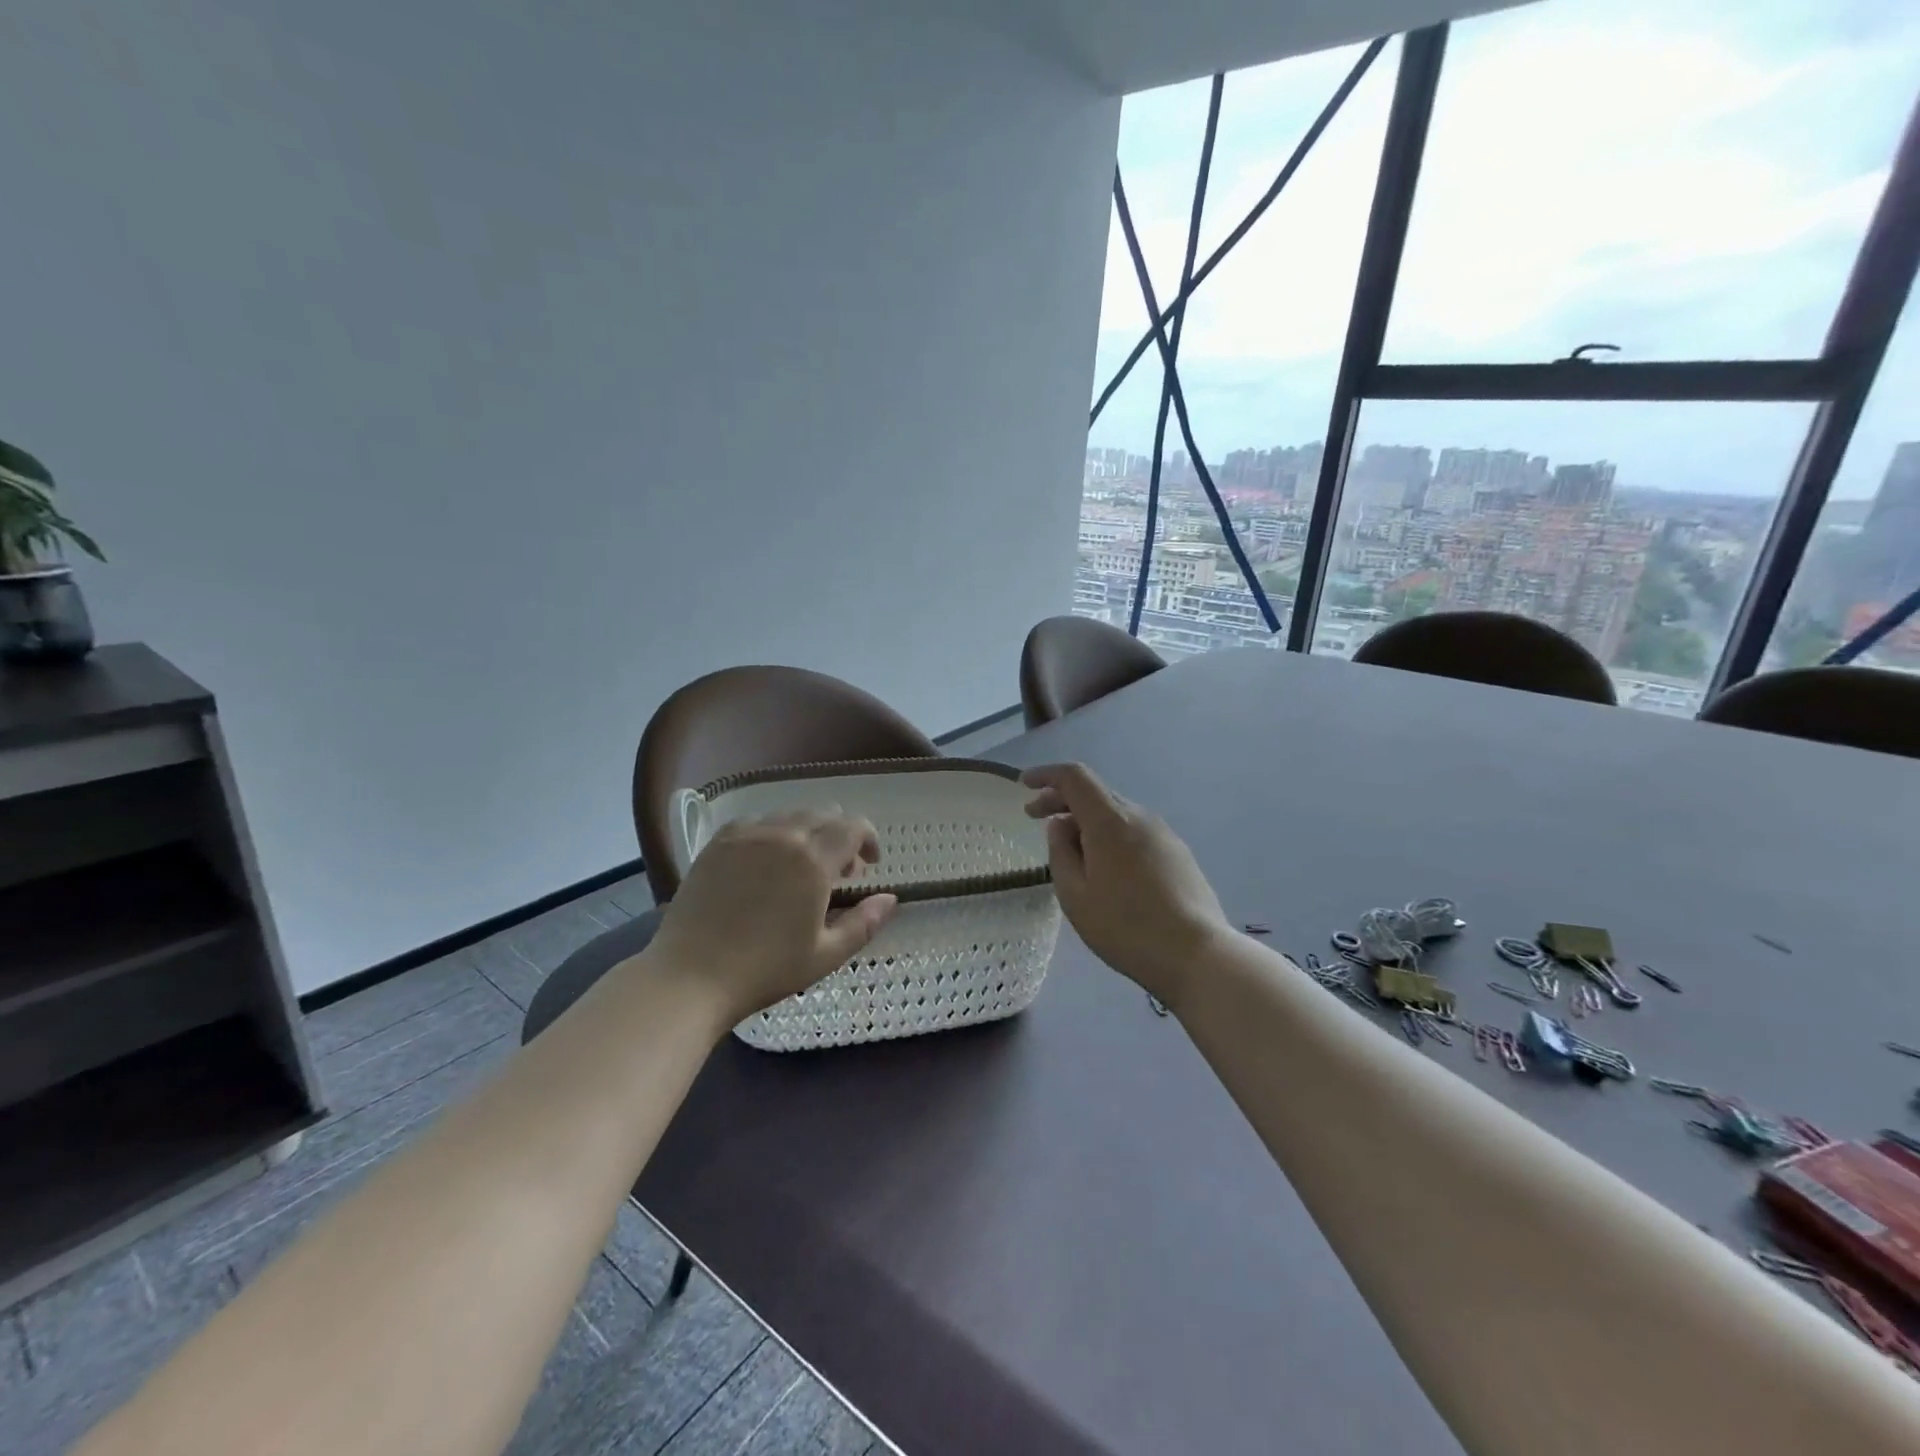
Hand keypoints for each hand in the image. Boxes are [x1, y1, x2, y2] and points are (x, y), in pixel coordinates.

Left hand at [645, 810, 898, 1025]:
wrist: (690, 977)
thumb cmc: (765, 970)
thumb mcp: (825, 955)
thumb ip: (865, 923)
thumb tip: (890, 898)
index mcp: (813, 860)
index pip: (853, 827)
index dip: (869, 839)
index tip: (869, 865)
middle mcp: (782, 835)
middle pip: (824, 814)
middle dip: (840, 836)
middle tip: (839, 872)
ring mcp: (746, 835)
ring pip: (790, 815)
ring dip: (808, 832)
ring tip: (802, 866)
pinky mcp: (718, 842)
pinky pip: (757, 822)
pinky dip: (773, 832)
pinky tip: (767, 861)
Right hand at [1023, 763, 1228, 1010]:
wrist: (1196, 954)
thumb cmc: (1125, 928)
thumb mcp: (1075, 896)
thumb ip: (1061, 852)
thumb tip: (1060, 825)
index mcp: (1109, 821)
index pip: (1075, 777)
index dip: (1046, 775)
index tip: (1025, 785)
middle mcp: (1138, 817)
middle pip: (1095, 792)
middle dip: (1062, 799)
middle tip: (1035, 818)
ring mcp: (1163, 833)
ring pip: (1116, 813)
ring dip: (1086, 820)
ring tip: (1069, 850)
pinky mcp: (1177, 853)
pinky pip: (1135, 831)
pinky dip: (1110, 835)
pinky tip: (1105, 866)